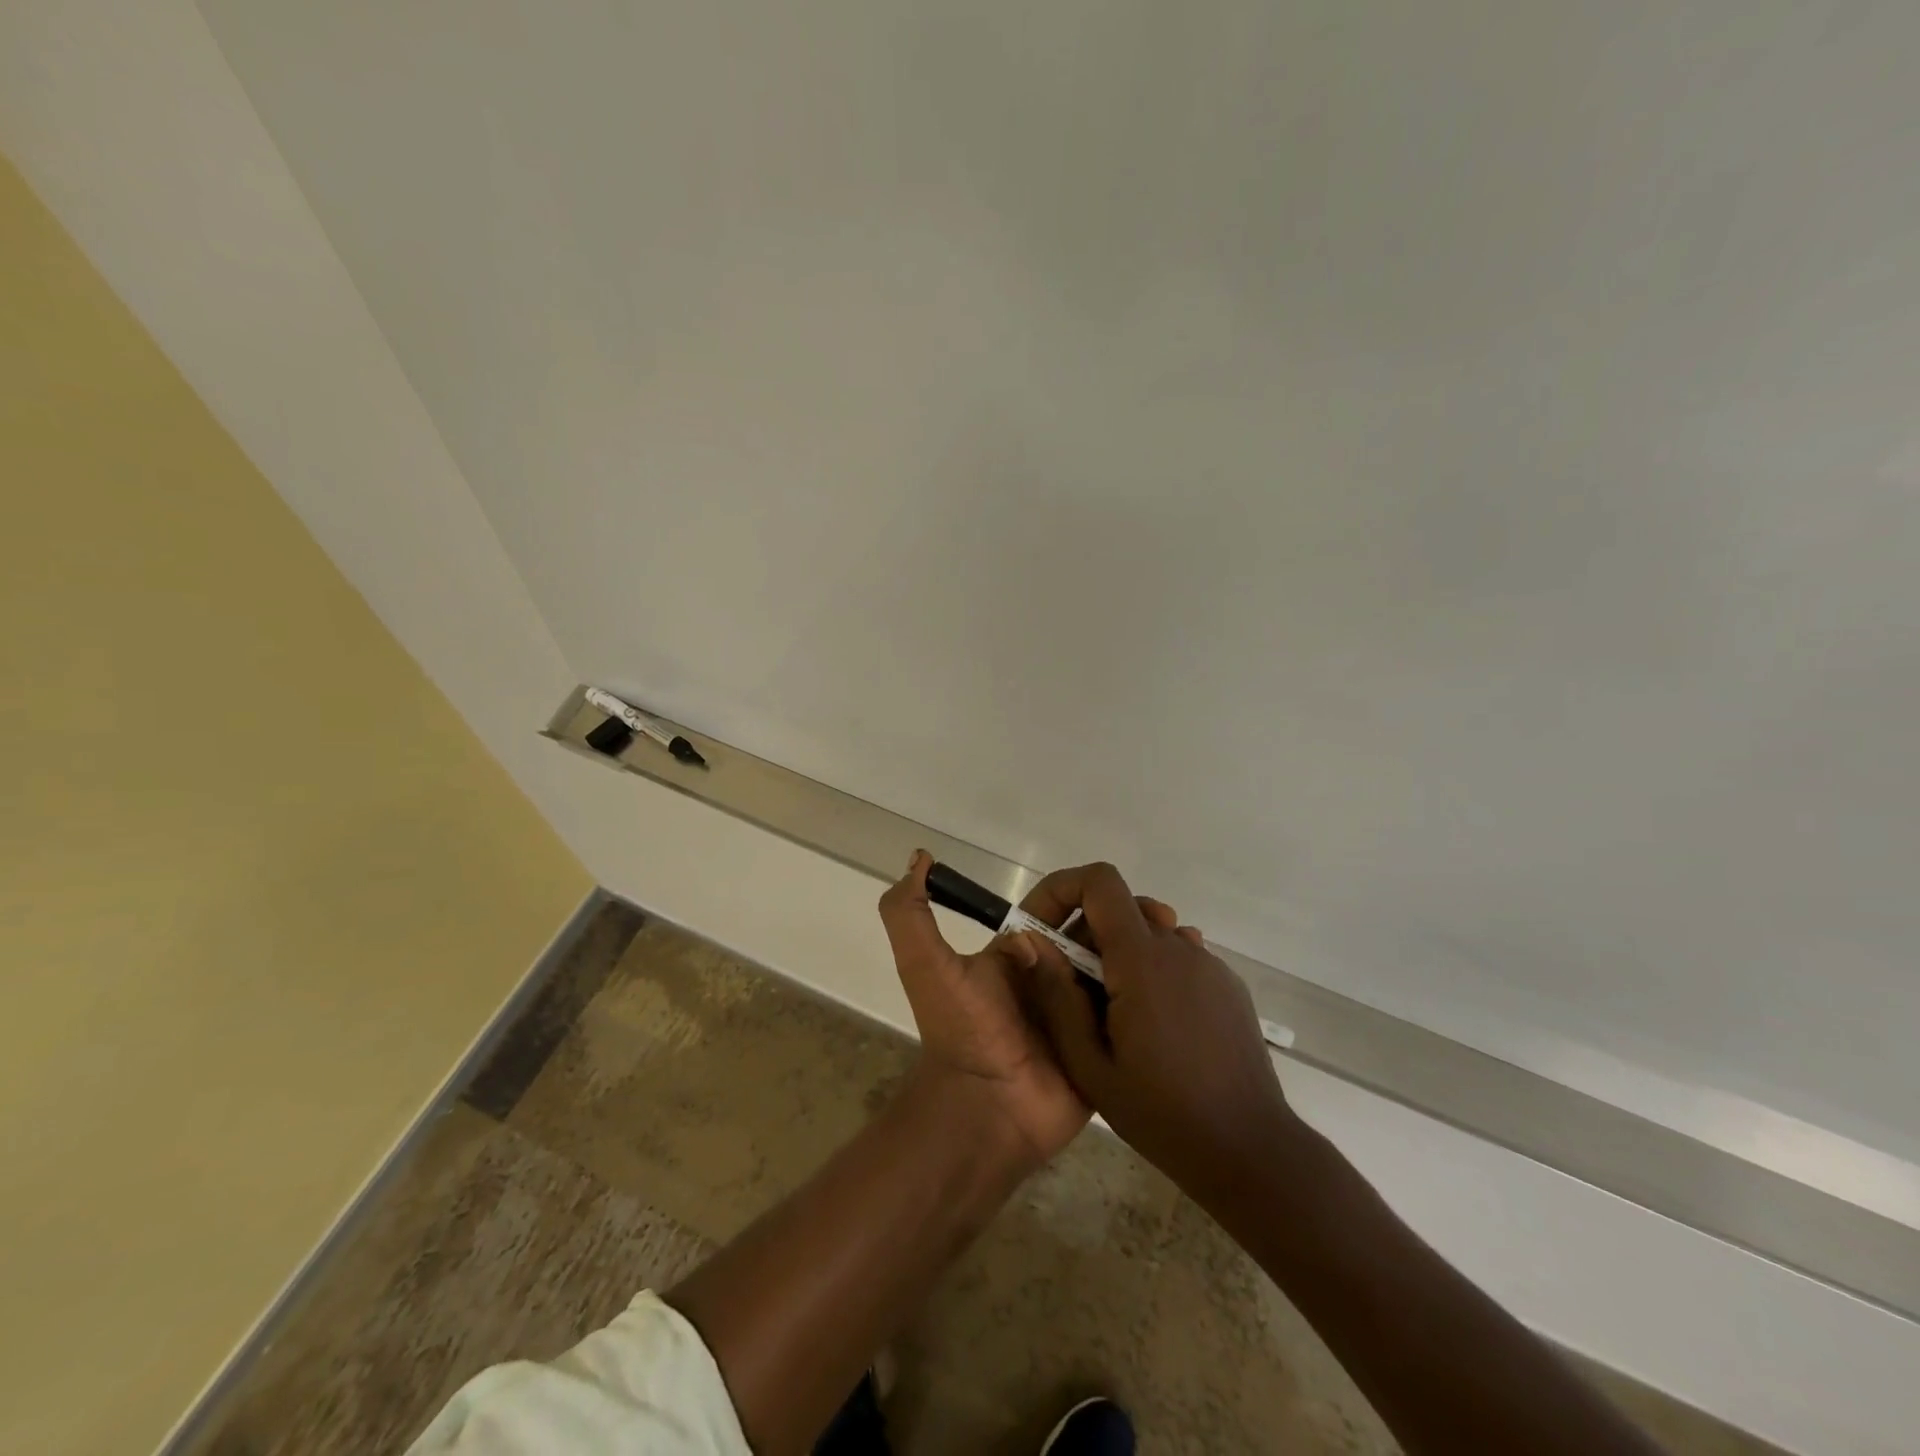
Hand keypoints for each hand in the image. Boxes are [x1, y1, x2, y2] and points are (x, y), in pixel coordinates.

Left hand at [878, 850, 1190, 1171]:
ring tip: (1186, 940)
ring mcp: (1083, 1010)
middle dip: (1128, 916)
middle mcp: (1054, 974)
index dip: (1087, 891)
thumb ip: (909, 912)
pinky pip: (1135, 1011)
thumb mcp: (926, 965)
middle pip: (1098, 932)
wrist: (985, 1111)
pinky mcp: (1107, 1044)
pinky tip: (1192, 976)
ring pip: (1121, 966)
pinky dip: (1160, 993)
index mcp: (1022, 951)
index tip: (1121, 890)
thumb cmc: (963, 1032)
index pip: (1060, 906)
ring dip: (1150, 948)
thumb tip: (920, 858)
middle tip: (1167, 919)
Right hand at [1016, 862, 1292, 1192]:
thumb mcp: (1089, 1064)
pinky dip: (1151, 971)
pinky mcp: (1227, 984)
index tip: (1043, 928)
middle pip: (1121, 907)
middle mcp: (1179, 947)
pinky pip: (1177, 956)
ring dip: (1119, 955)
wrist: (1250, 1149)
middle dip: (1086, 932)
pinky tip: (1153, 1026)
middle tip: (1072, 989)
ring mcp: (1209, 963)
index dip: (1065, 889)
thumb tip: (1031, 942)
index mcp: (1142, 959)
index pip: (1100, 882)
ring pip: (1149, 932)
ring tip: (1112, 1015)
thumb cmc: (1161, 1113)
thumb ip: (1057, 996)